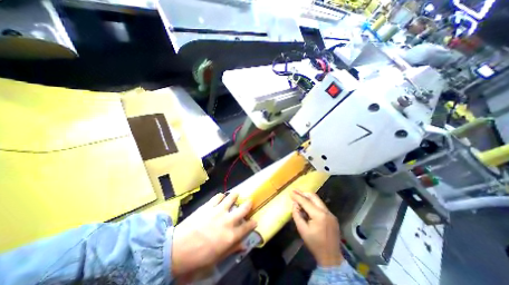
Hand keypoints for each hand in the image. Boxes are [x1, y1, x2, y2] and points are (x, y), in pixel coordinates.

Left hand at [172, 193, 258, 276]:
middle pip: (243, 209)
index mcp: (231, 235)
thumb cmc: (198, 257)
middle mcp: (227, 221)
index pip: (247, 227)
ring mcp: (218, 211)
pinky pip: (218, 196)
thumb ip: (232, 249)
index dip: (252, 223)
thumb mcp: (217, 258)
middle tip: (249, 202)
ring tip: (236, 194)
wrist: (177, 249)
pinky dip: (221, 196)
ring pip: (231, 198)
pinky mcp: (208, 206)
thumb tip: (243, 246)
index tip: (254, 221)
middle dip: (248, 204)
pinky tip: (221, 197)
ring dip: (235, 195)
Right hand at [291, 189, 341, 266]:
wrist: (331, 257)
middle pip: (314, 197)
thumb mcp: (302, 230)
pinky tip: (307, 206)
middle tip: (295, 191)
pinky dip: (313, 203)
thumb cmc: (314, 244)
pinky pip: (321, 206)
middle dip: (303, 193)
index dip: (297, 196)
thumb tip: (295, 204)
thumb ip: (297, 215)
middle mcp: (326, 212)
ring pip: (318, 200)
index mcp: (319, 215)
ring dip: (308, 198)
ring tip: (299, 196)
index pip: (306, 202)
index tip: (291, 192)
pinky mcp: (332, 216)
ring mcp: (331, 214)